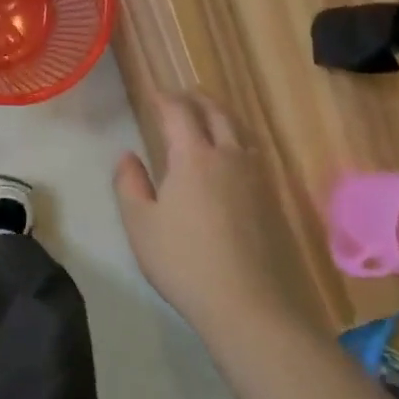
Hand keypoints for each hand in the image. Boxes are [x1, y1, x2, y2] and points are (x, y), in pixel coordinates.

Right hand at [113, 91, 311, 337]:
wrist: (248, 305)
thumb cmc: (183, 261)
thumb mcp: (140, 224)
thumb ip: (129, 183)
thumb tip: (127, 156)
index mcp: (193, 157)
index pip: (178, 112)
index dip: (164, 98)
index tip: (152, 93)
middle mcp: (228, 157)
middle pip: (216, 113)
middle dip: (196, 99)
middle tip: (180, 96)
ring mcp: (255, 178)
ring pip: (239, 131)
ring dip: (220, 117)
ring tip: (206, 119)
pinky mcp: (271, 200)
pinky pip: (252, 154)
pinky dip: (236, 141)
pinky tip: (230, 158)